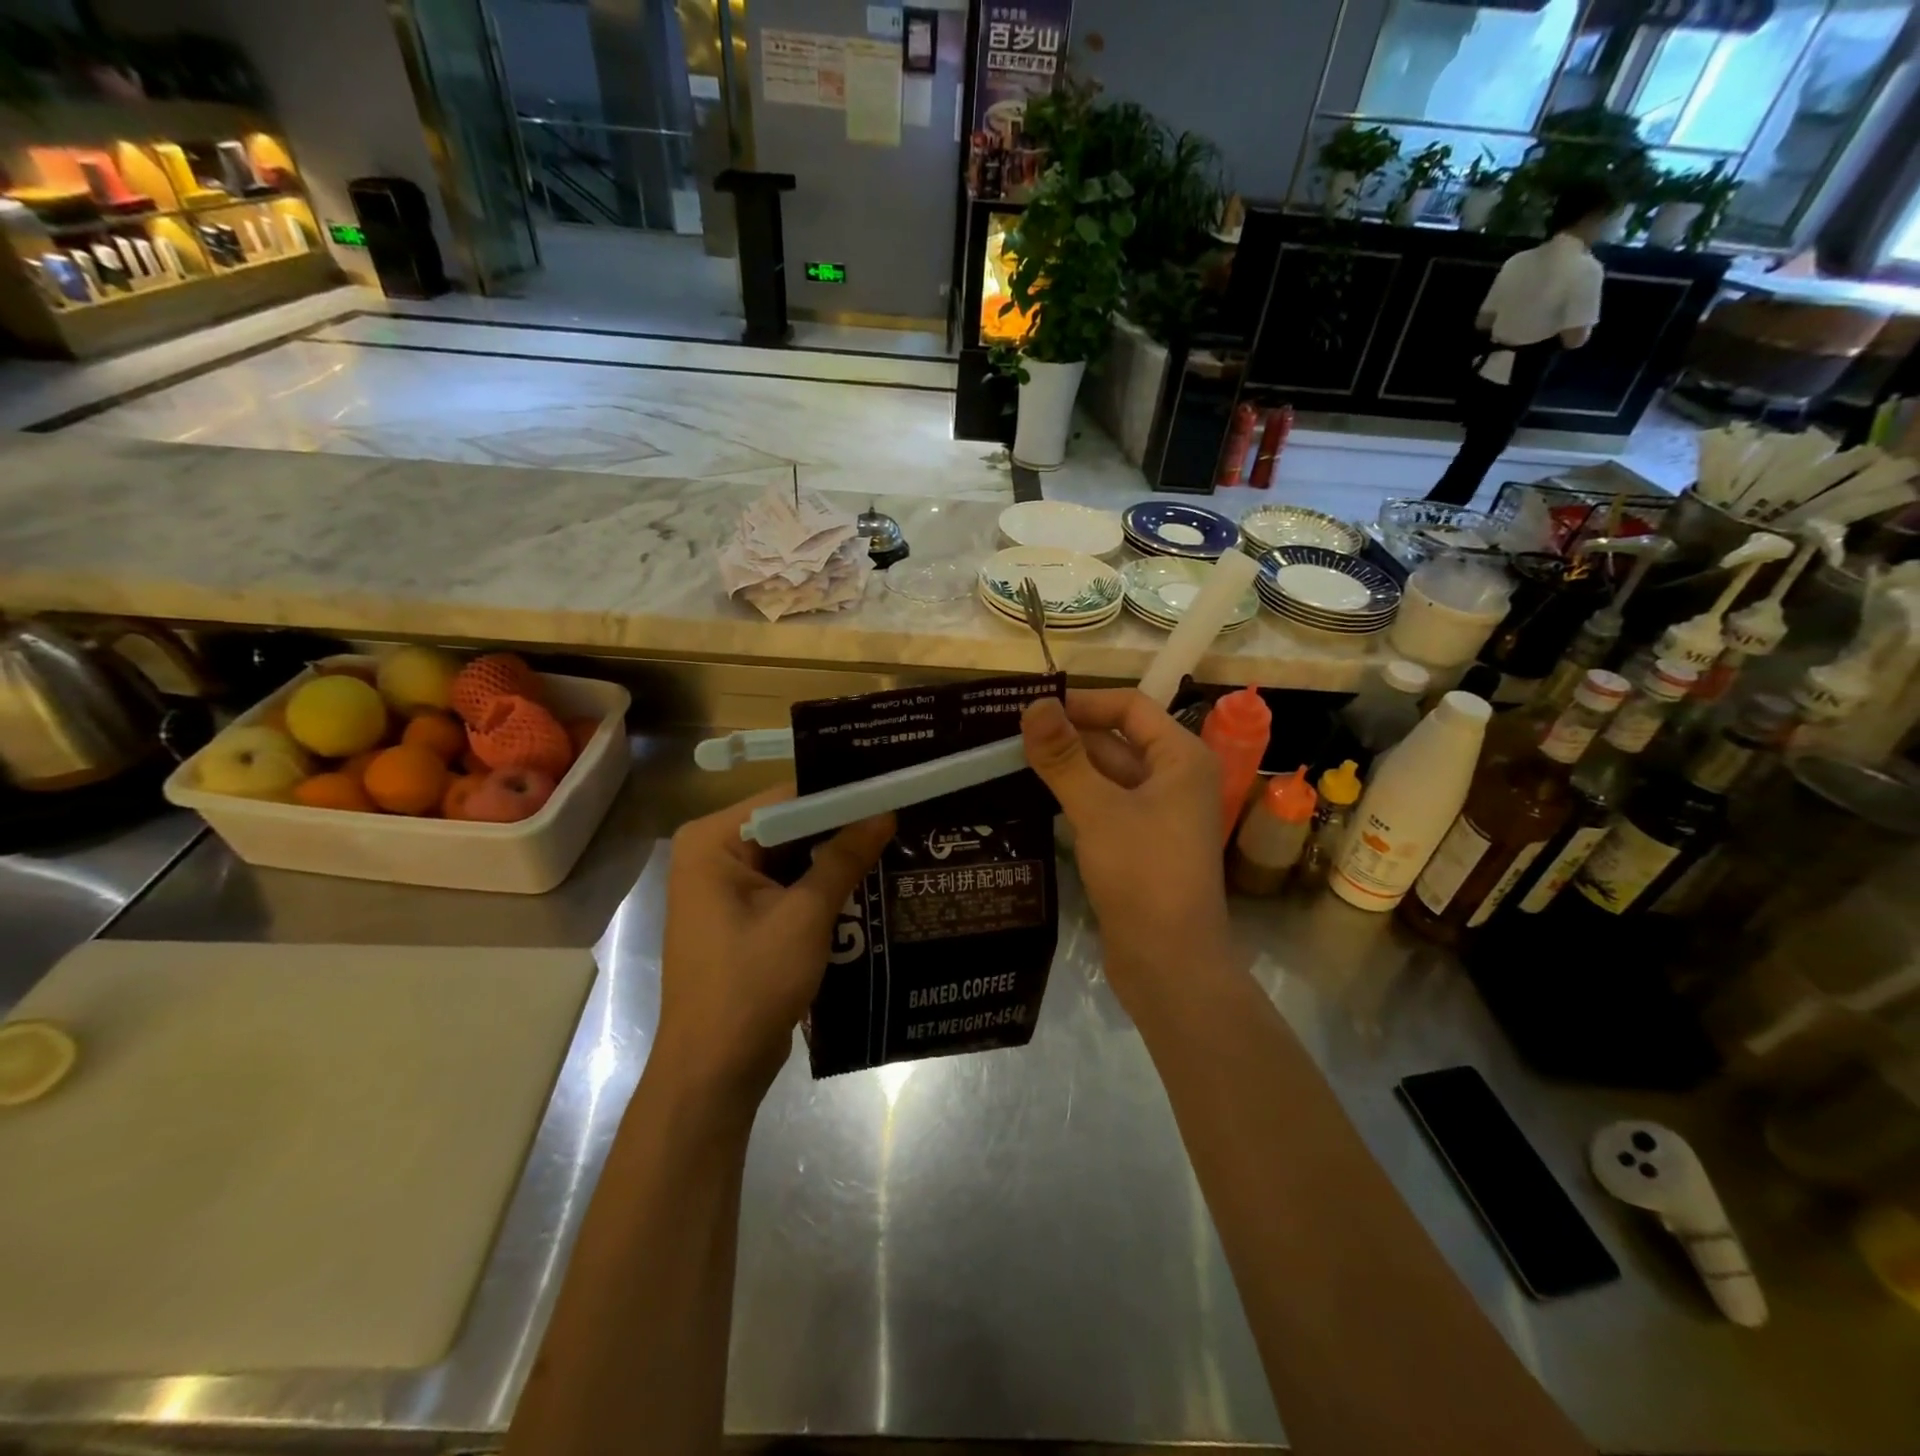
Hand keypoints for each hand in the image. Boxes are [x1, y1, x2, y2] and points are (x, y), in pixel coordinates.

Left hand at [657, 788, 892, 1105]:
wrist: (714, 1071)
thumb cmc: (751, 984)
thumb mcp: (805, 916)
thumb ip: (843, 858)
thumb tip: (885, 812)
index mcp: (712, 841)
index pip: (786, 799)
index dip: (841, 794)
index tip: (892, 788)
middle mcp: (712, 855)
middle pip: (789, 826)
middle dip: (842, 827)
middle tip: (902, 815)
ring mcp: (725, 888)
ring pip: (792, 857)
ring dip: (836, 858)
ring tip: (897, 841)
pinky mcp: (741, 917)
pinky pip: (788, 886)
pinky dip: (822, 886)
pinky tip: (869, 881)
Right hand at [1021, 691, 1236, 1009]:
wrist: (1170, 964)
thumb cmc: (1143, 874)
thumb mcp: (1098, 809)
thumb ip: (1064, 757)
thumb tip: (1034, 704)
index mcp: (1181, 758)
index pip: (1130, 706)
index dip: (1082, 702)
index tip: (1031, 707)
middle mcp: (1174, 779)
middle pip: (1116, 740)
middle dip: (1067, 737)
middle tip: (1007, 735)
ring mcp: (1158, 814)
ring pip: (1106, 776)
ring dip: (1065, 769)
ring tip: (1008, 762)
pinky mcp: (1139, 845)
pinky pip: (1104, 807)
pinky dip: (1073, 799)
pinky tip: (1032, 800)